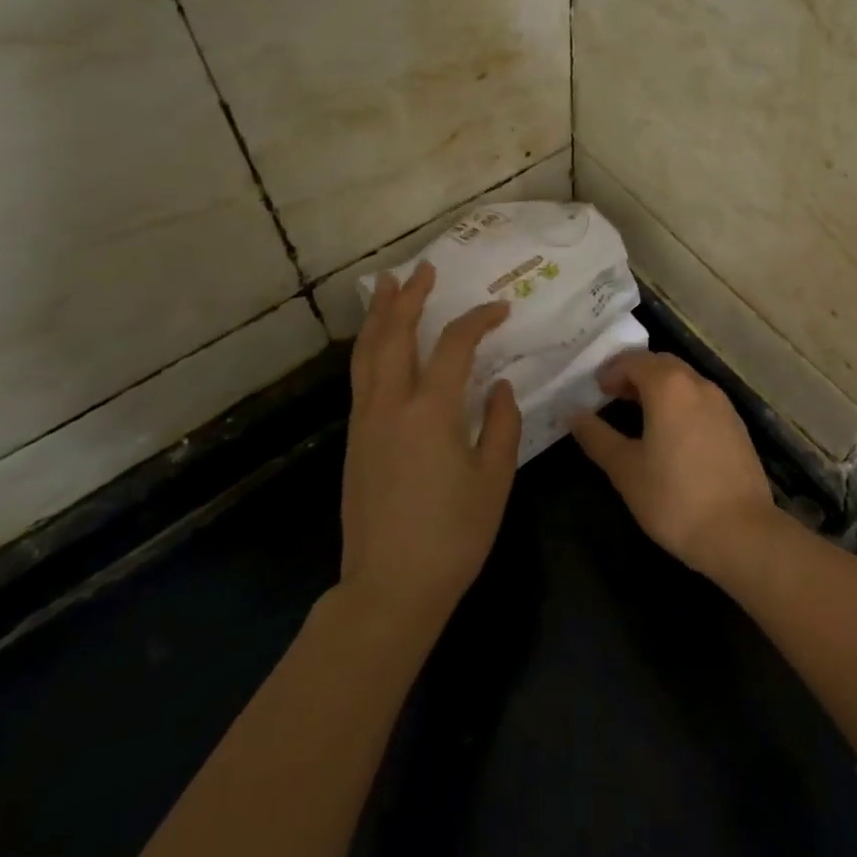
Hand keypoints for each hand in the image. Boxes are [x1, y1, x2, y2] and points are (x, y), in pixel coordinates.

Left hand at [341, 262, 520, 621]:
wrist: (389, 587)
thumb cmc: (453, 534)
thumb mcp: (494, 478)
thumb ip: (500, 423)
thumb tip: (499, 386)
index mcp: (431, 411)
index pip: (454, 346)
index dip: (477, 320)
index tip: (499, 310)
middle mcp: (391, 405)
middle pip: (395, 335)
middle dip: (410, 298)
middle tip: (423, 269)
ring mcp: (367, 421)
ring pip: (368, 353)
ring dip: (380, 316)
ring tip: (387, 286)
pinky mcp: (356, 440)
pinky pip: (361, 377)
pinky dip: (369, 347)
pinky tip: (378, 344)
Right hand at [569, 351, 775, 576]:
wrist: (741, 532)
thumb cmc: (674, 499)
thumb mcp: (625, 469)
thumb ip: (596, 436)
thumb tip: (571, 413)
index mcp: (669, 386)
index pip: (635, 360)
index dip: (612, 369)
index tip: (595, 389)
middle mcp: (698, 384)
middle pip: (662, 363)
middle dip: (635, 373)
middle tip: (612, 396)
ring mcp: (722, 403)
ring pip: (684, 379)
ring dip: (659, 386)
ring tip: (638, 414)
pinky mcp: (736, 424)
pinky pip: (701, 399)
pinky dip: (680, 402)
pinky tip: (671, 433)